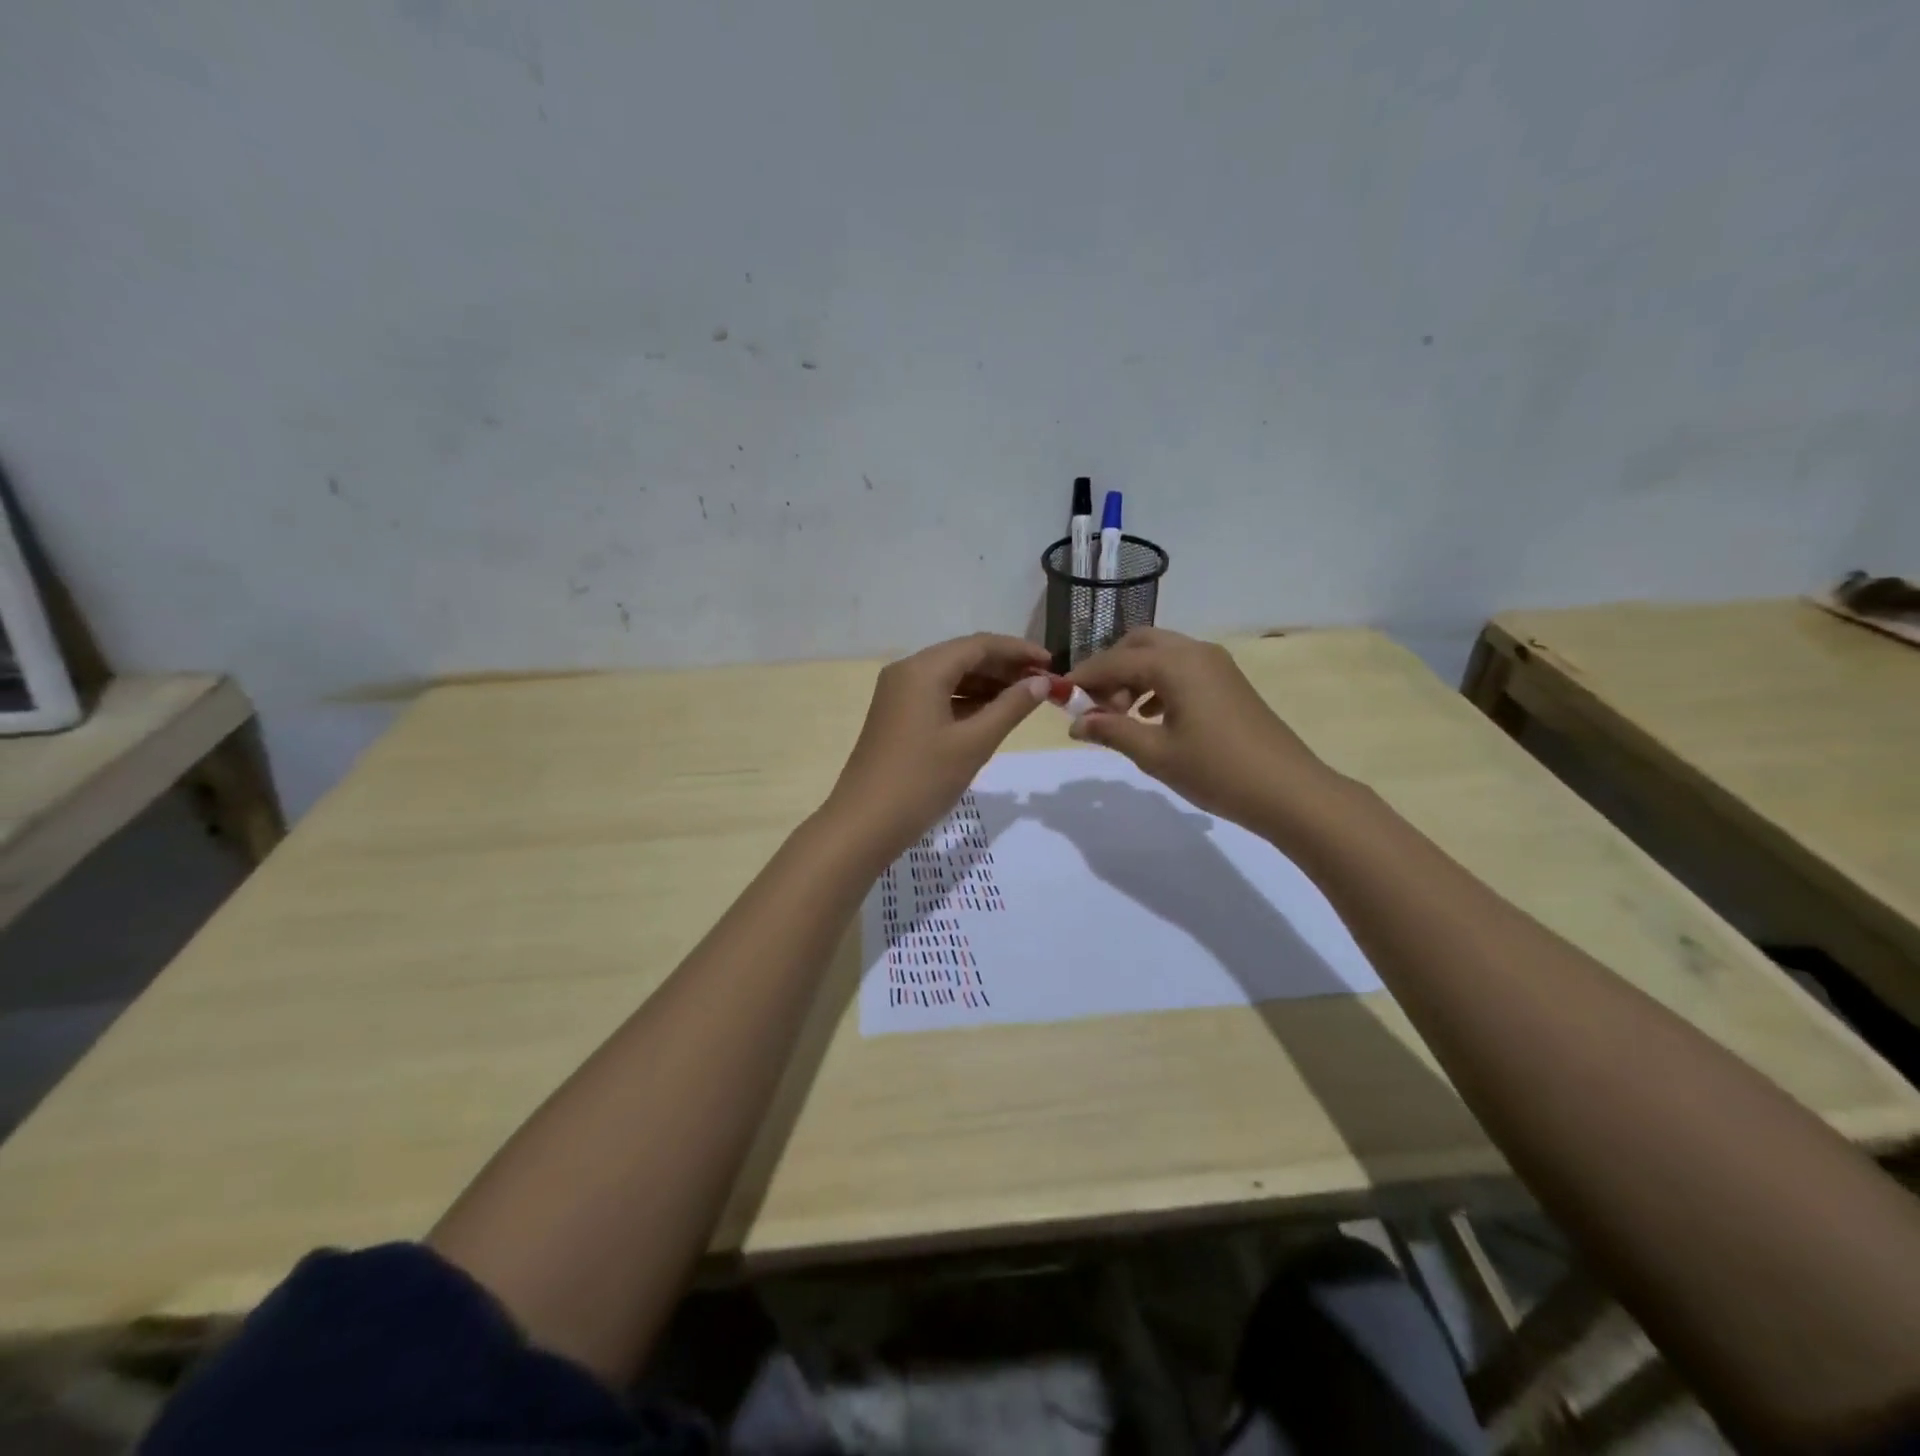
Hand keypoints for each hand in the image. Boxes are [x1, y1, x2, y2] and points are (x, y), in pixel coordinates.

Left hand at [826, 633, 1051, 865]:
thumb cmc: (922, 780)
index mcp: (923, 669)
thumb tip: (1042, 683)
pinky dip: (967, 700)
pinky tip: (993, 714)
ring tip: (1025, 699)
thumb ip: (1011, 707)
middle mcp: (907, 672)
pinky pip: (938, 695)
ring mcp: (898, 694)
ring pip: (951, 676)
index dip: (1019, 651)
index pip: (980, 645)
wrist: (865, 823)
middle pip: (964, 657)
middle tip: (1043, 685)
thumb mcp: (974, 743)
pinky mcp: (896, 715)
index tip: (1053, 665)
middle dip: (1005, 667)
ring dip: (988, 684)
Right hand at [1065, 628, 1337, 831]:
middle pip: (1138, 644)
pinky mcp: (1227, 682)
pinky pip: (1181, 670)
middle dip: (1110, 669)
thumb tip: (1076, 723)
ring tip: (1120, 716)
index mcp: (1175, 663)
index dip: (1083, 678)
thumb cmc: (1216, 770)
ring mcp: (1216, 665)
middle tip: (1095, 706)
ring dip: (1133, 676)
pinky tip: (1150, 716)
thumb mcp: (1155, 753)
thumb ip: (1112, 731)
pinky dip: (1157, 684)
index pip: (1115, 660)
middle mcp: (1195, 652)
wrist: (1288, 791)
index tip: (1059, 698)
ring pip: (1161, 655)